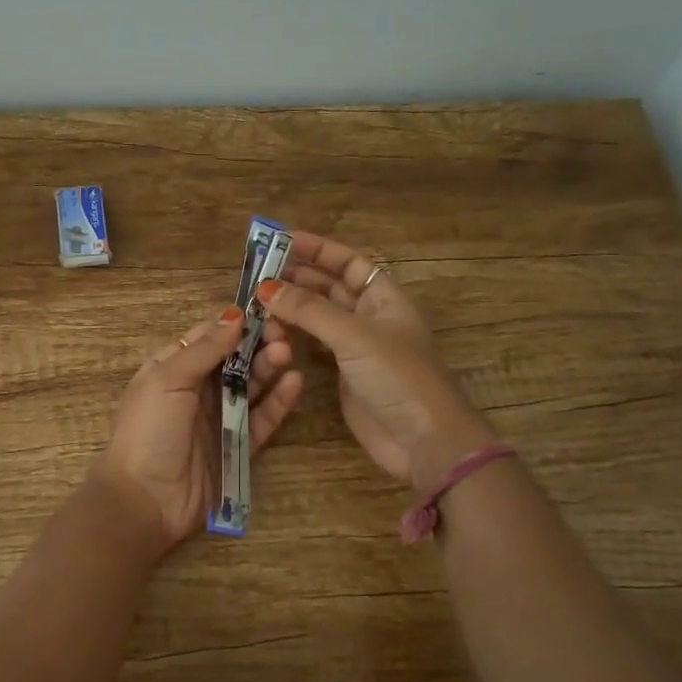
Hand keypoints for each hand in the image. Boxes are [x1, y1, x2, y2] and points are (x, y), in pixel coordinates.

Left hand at [92, 305, 305, 549]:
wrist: (145, 500)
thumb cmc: (148, 431)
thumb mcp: (168, 380)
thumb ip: (204, 349)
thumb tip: (235, 315)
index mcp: (173, 369)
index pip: (209, 337)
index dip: (235, 324)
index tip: (264, 312)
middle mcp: (197, 390)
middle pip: (235, 360)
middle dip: (258, 344)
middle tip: (283, 335)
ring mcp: (219, 419)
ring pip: (252, 387)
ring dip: (269, 368)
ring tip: (287, 354)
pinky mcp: (238, 447)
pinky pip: (262, 419)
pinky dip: (278, 402)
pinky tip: (294, 383)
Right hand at [258, 231, 495, 491]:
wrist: (424, 441)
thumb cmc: (398, 377)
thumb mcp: (355, 336)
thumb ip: (309, 310)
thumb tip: (265, 288)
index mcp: (384, 298)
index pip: (348, 262)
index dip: (317, 249)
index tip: (280, 240)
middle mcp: (370, 317)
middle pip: (330, 287)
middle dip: (297, 277)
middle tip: (256, 273)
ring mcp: (357, 347)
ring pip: (319, 317)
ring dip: (292, 307)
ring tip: (257, 301)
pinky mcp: (344, 375)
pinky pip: (315, 345)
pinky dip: (294, 336)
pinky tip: (271, 331)